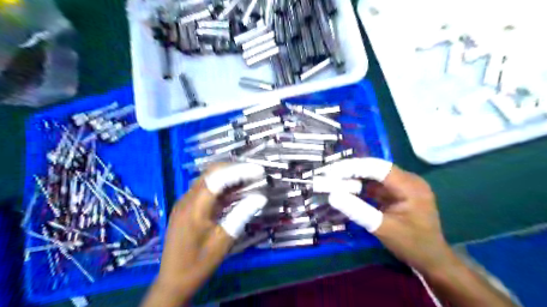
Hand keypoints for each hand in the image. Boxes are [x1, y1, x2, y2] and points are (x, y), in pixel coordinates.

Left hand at [143, 165, 266, 305]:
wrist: (173, 280)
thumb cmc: (199, 262)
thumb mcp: (224, 240)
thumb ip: (242, 215)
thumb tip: (261, 197)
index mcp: (195, 207)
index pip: (219, 178)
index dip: (240, 170)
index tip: (259, 170)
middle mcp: (187, 198)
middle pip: (211, 172)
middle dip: (235, 168)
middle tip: (255, 172)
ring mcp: (185, 201)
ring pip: (208, 178)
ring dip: (228, 174)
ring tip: (249, 178)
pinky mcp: (186, 206)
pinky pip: (205, 188)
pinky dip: (221, 185)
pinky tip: (234, 190)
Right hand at [324, 158, 453, 272]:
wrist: (432, 260)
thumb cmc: (412, 245)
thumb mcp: (383, 228)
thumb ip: (358, 210)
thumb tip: (332, 196)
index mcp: (410, 185)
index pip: (378, 167)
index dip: (354, 167)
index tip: (332, 171)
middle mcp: (407, 180)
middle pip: (375, 168)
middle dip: (351, 170)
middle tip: (329, 174)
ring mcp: (403, 186)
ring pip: (374, 176)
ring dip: (354, 178)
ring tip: (333, 179)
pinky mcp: (397, 193)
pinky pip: (376, 186)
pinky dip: (361, 187)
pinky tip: (346, 188)